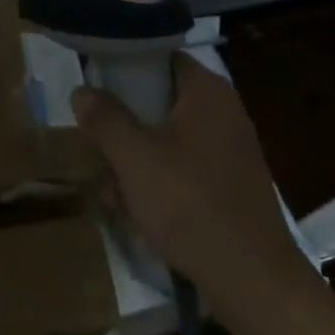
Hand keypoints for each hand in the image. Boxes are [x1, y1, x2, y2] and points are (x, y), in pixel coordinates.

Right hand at [73, 54, 319, 334]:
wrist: (251, 278)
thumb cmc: (188, 203)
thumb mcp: (133, 157)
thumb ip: (104, 118)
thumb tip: (82, 91)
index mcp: (207, 92)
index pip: (161, 56)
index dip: (126, 65)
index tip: (95, 84)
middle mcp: (223, 113)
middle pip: (159, 101)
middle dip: (123, 127)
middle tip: (97, 146)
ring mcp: (230, 151)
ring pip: (167, 140)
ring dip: (134, 162)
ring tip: (112, 194)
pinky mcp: (230, 185)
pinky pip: (183, 169)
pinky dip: (157, 184)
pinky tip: (135, 213)